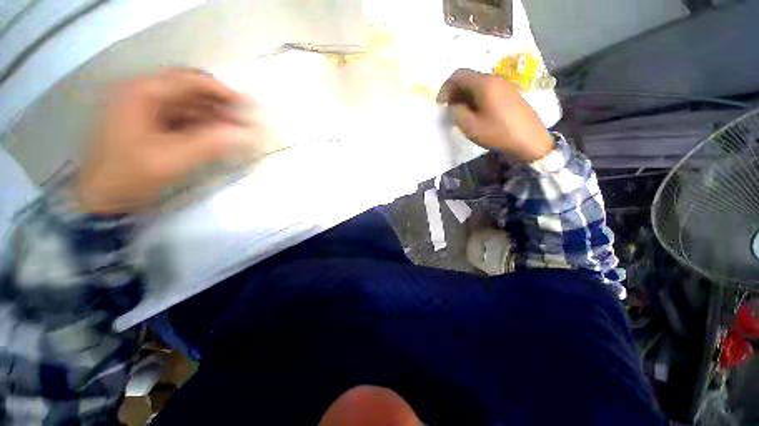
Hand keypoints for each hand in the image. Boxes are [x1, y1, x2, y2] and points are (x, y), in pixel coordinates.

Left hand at [77, 68, 252, 213]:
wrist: (102, 197)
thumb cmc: (131, 175)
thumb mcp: (172, 160)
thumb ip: (210, 143)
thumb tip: (245, 134)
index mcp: (142, 92)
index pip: (191, 80)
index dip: (223, 92)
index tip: (249, 110)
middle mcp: (142, 93)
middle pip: (190, 90)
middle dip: (220, 105)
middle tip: (243, 122)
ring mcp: (143, 107)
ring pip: (187, 104)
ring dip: (213, 116)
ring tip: (234, 131)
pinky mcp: (147, 122)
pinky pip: (181, 117)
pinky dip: (201, 124)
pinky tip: (215, 136)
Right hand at [437, 69, 553, 162]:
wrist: (530, 141)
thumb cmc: (498, 133)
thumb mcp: (470, 126)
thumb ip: (455, 113)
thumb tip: (451, 106)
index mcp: (484, 84)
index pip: (459, 74)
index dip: (445, 88)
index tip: (440, 105)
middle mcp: (495, 79)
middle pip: (469, 78)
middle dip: (454, 93)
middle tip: (449, 111)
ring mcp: (505, 86)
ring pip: (478, 85)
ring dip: (465, 97)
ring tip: (461, 115)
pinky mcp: (510, 94)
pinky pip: (488, 91)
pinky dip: (476, 99)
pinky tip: (476, 114)